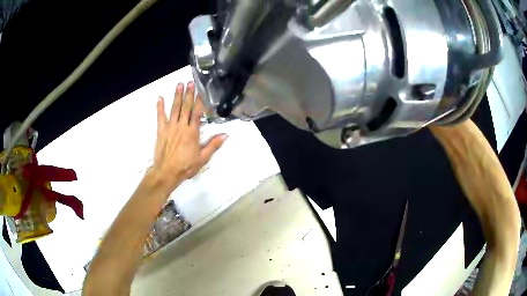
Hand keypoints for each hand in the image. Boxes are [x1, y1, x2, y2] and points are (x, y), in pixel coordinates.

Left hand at [151, 81, 226, 192]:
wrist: (167, 172)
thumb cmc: (186, 166)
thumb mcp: (203, 158)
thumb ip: (213, 145)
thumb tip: (225, 134)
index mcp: (192, 132)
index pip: (197, 113)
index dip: (199, 101)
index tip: (200, 91)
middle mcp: (181, 126)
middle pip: (185, 107)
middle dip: (188, 94)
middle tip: (190, 82)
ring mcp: (170, 127)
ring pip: (174, 108)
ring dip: (177, 96)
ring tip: (179, 85)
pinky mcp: (161, 130)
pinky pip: (160, 116)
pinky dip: (160, 107)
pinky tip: (160, 98)